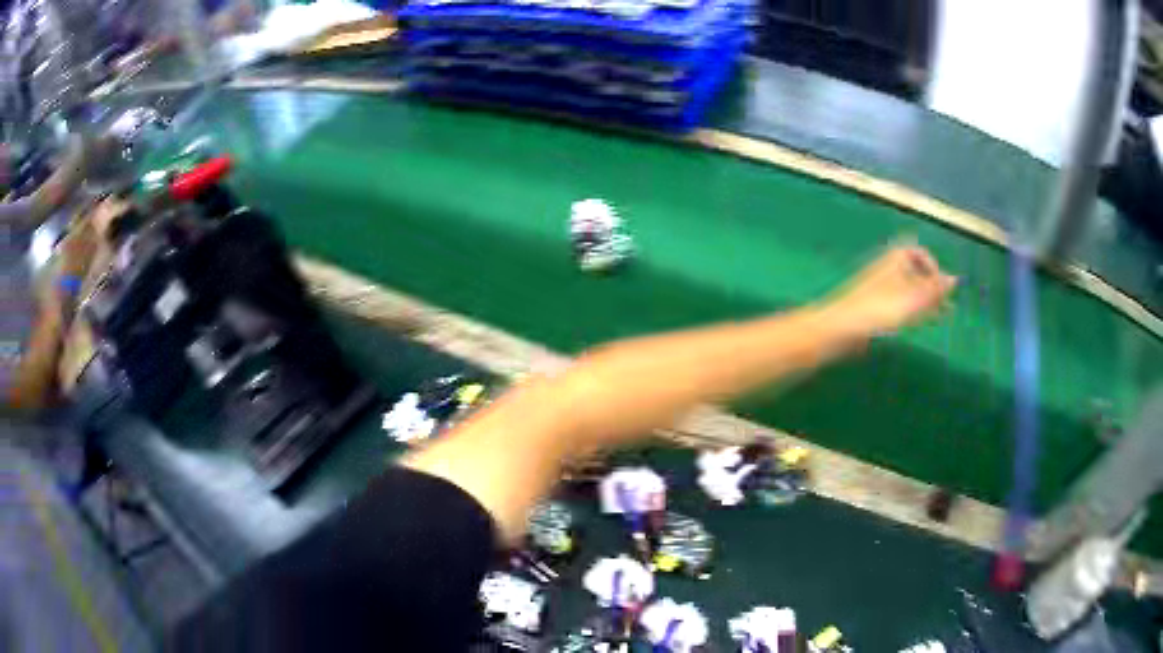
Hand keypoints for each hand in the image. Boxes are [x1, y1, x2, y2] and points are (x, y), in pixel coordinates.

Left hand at [824, 242, 956, 337]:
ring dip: (924, 300)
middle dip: (931, 286)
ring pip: (905, 290)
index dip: (930, 265)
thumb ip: (932, 291)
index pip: (914, 251)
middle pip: (912, 272)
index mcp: (892, 262)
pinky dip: (911, 310)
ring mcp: (875, 290)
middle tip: (948, 304)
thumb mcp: (910, 301)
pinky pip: (895, 304)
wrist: (837, 329)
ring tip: (940, 314)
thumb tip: (955, 279)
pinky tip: (917, 323)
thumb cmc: (876, 312)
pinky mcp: (869, 309)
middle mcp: (884, 272)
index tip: (940, 284)